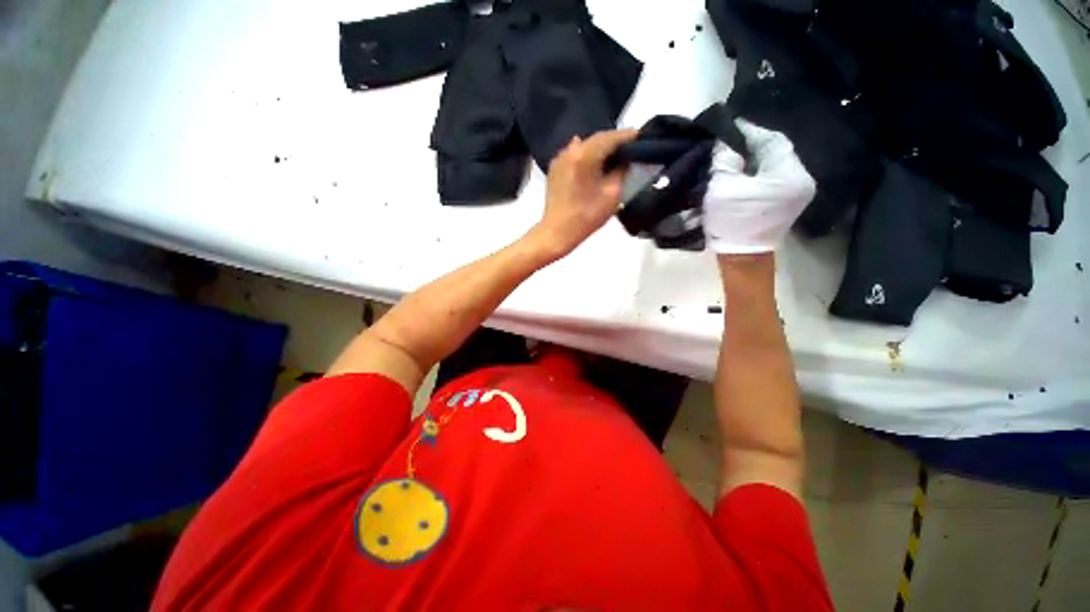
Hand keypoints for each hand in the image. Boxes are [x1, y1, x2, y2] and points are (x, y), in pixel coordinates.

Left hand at [527, 129, 637, 259]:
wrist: (557, 232)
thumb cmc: (586, 217)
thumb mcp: (612, 194)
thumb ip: (622, 170)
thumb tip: (626, 159)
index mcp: (584, 155)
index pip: (611, 137)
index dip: (628, 136)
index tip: (643, 137)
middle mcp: (570, 150)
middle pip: (597, 139)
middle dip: (615, 142)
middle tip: (632, 147)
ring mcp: (560, 158)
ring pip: (586, 146)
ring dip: (601, 149)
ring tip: (616, 156)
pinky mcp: (555, 168)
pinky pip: (576, 155)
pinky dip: (589, 156)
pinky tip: (597, 164)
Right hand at [703, 119, 815, 253]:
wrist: (741, 259)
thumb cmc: (731, 223)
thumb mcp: (722, 187)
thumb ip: (724, 158)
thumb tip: (725, 141)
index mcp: (789, 174)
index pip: (771, 139)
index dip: (748, 131)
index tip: (728, 127)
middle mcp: (802, 178)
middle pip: (776, 150)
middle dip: (752, 144)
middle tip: (729, 142)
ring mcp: (798, 191)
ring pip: (775, 163)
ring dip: (754, 157)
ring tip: (733, 156)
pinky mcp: (789, 200)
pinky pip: (774, 175)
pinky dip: (758, 170)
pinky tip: (742, 172)